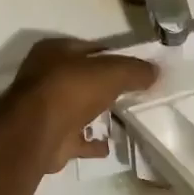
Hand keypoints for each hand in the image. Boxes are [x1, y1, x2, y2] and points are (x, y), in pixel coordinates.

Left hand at [4, 38, 157, 171]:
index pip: (91, 49)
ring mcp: (45, 109)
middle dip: (106, 86)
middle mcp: (45, 77)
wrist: (38, 133)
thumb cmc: (72, 89)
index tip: (138, 69)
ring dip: (97, 113)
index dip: (115, 57)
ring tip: (126, 118)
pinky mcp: (49, 137)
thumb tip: (155, 72)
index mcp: (54, 51)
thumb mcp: (112, 71)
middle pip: (84, 78)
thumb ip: (135, 70)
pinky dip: (91, 142)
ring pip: (78, 108)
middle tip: (134, 93)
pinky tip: (109, 145)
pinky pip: (76, 138)